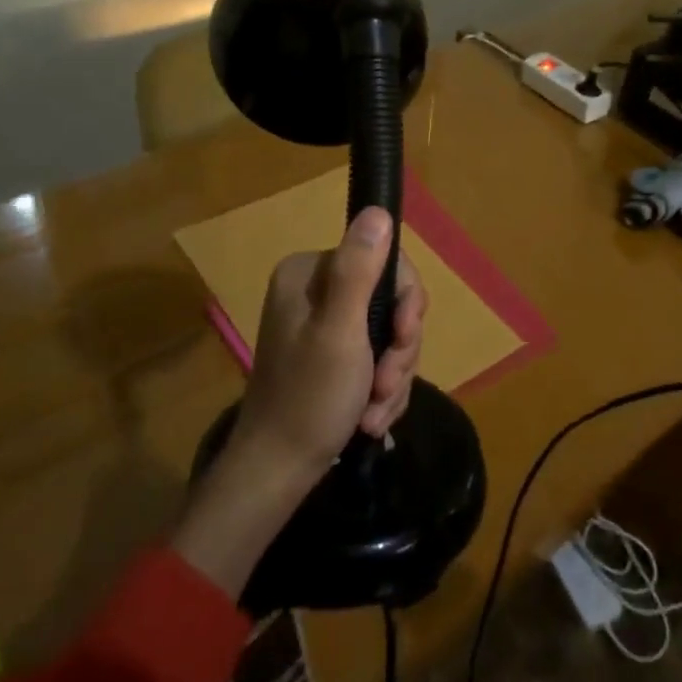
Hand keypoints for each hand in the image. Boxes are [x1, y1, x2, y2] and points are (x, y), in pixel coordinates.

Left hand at [171, 207, 426, 599]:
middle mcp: (315, 290)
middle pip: (388, 300)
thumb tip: (378, 210)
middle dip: (397, 349)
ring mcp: (323, 324)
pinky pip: (377, 358)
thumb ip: (360, 269)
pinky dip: (381, 389)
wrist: (278, 471)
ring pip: (388, 334)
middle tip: (385, 385)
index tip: (402, 337)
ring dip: (392, 376)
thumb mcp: (340, 332)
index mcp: (310, 273)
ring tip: (374, 412)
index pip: (383, 261)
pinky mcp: (332, 355)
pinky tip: (370, 418)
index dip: (403, 302)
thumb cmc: (309, 399)